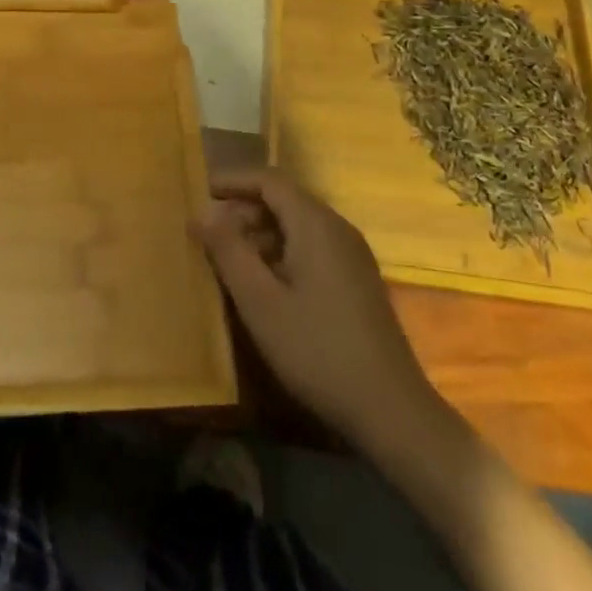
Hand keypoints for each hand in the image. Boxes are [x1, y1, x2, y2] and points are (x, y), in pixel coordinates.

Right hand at [195, 170, 444, 452]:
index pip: (269, 180)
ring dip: (261, 234)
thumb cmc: (317, 350)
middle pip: (284, 200)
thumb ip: (228, 251)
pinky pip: (312, 248)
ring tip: (228, 260)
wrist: (391, 410)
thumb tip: (202, 213)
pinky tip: (264, 285)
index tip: (200, 191)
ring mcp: (352, 255)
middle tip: (207, 232)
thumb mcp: (260, 302)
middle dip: (243, 210)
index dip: (233, 181)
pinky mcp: (357, 281)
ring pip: (298, 226)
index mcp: (315, 224)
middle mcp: (337, 228)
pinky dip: (281, 253)